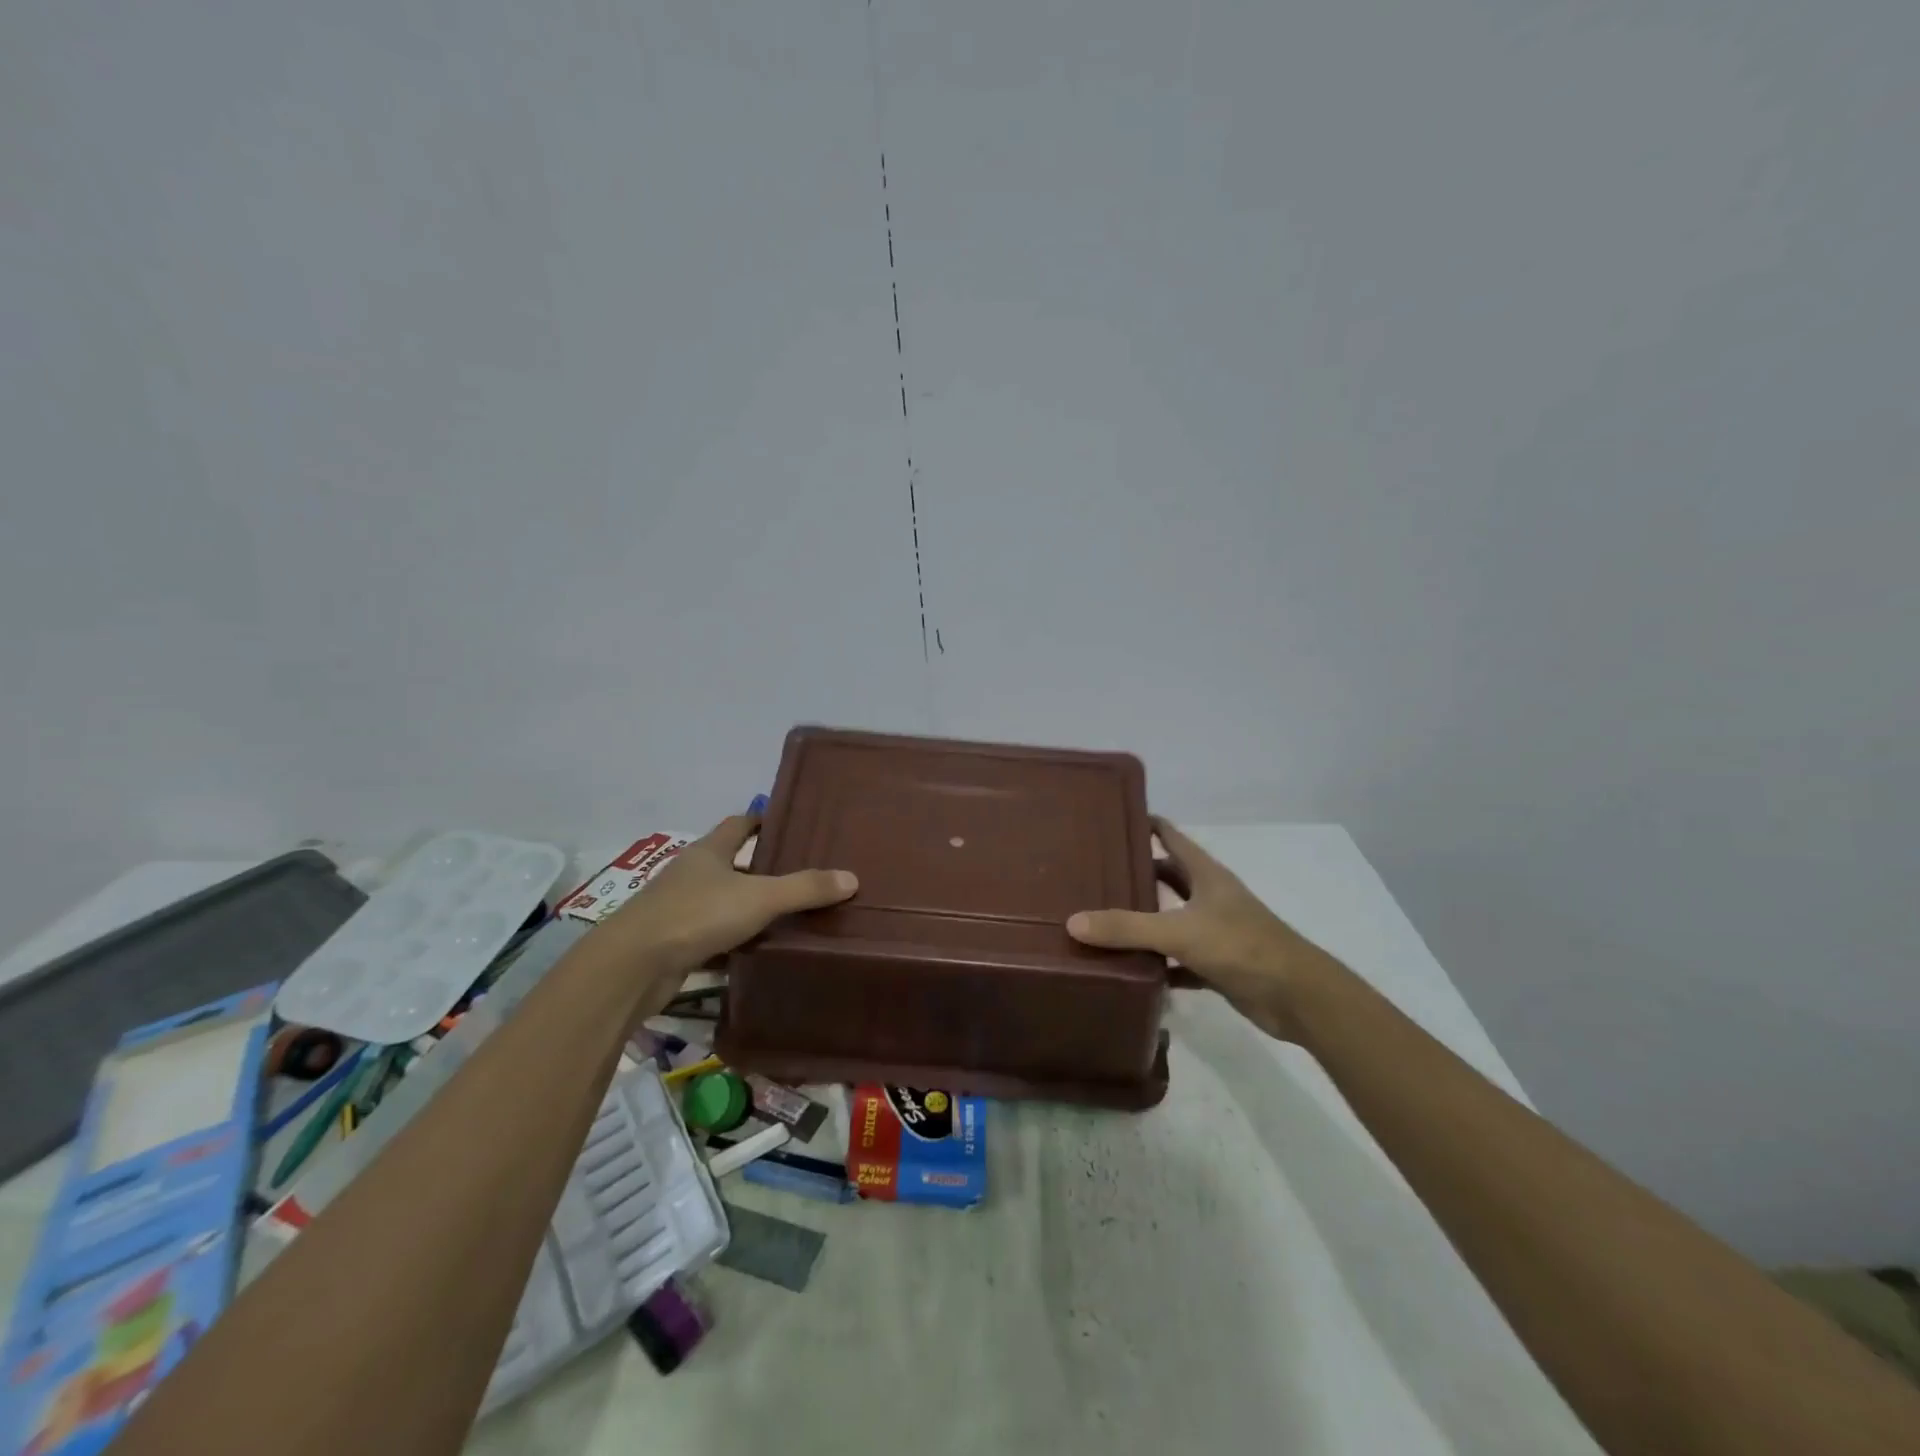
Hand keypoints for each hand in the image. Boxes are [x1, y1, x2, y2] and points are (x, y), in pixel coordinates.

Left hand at [598, 814, 857, 973]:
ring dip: (748, 907)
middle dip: (762, 867)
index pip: (739, 824)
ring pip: (723, 901)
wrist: (632, 966)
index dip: (762, 821)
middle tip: (802, 873)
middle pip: (731, 863)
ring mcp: (679, 909)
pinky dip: (735, 941)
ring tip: (789, 914)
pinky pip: (713, 936)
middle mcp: (692, 874)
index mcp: (709, 851)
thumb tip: (851, 878)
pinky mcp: (674, 943)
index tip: (790, 823)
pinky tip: (759, 951)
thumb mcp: (759, 898)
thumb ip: (804, 888)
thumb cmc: (696, 915)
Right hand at [1066, 817, 1335, 1038]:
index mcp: (1206, 875)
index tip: (1111, 819)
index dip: (1146, 824)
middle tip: (1093, 874)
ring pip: (1171, 919)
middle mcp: (1210, 897)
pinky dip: (1157, 964)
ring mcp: (1216, 932)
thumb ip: (1127, 927)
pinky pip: (1178, 961)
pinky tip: (1128, 969)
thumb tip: (1073, 922)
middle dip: (1136, 874)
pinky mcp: (1218, 965)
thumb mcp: (1179, 932)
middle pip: (1168, 877)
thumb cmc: (1241, 946)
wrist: (1298, 997)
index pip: (1171, 837)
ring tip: (1100, 918)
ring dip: (1144, 921)